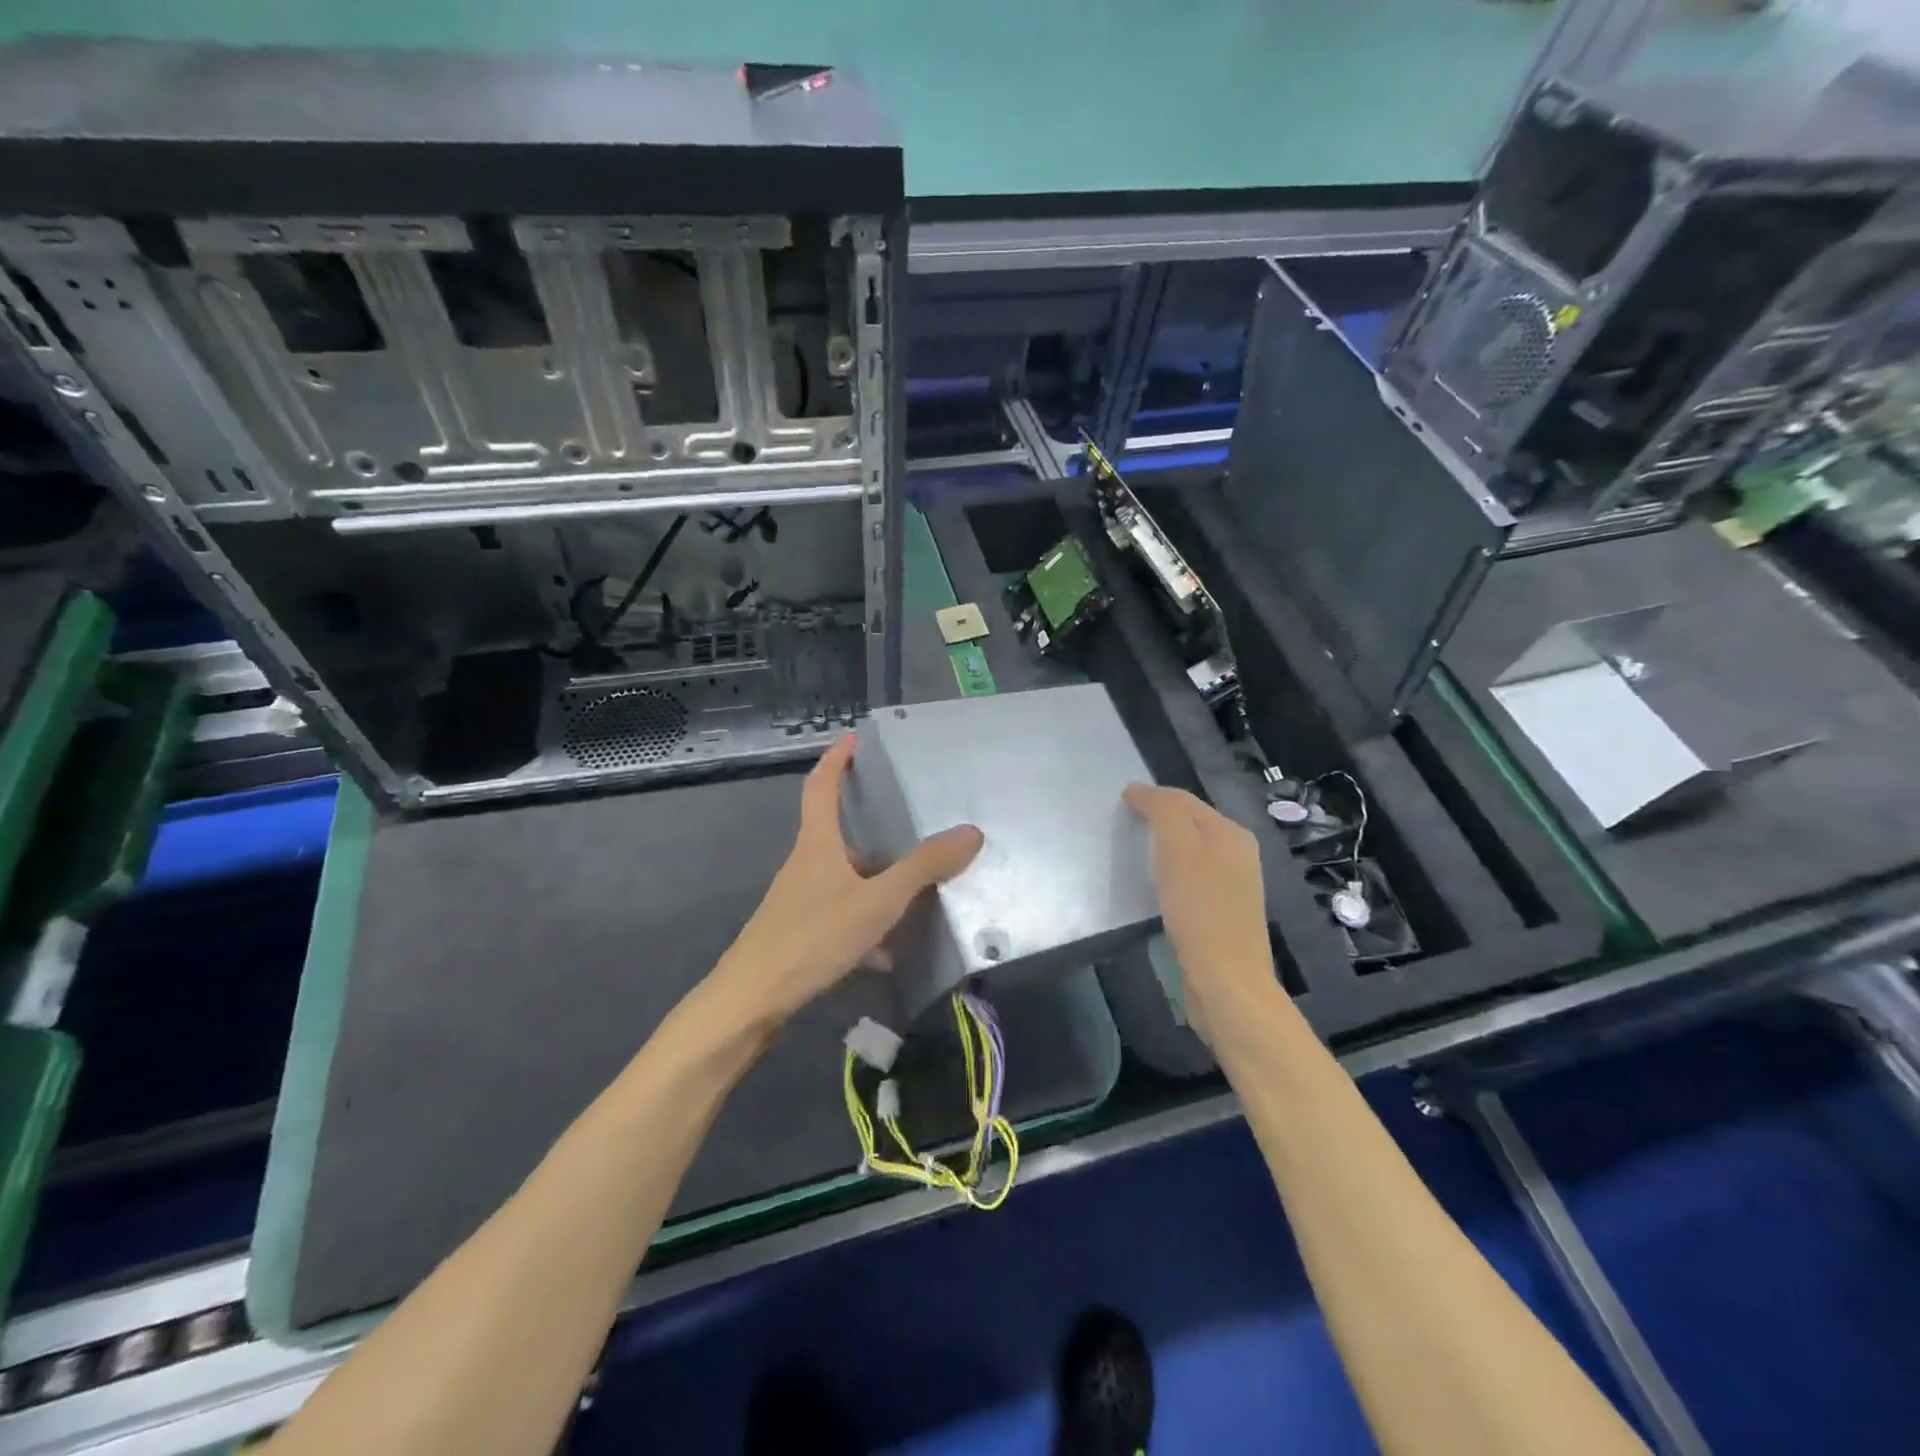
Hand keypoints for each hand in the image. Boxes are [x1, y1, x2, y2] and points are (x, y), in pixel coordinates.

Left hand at [712, 734, 983, 1023]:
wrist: (753, 1001)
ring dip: (877, 887)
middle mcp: (806, 865)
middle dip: (874, 833)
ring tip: (916, 898)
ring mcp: (800, 901)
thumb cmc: (813, 937)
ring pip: (846, 882)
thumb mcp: (878, 901)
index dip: (837, 758)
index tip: (854, 738)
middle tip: (912, 831)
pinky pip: (842, 918)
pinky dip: (867, 927)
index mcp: (817, 843)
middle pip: (840, 836)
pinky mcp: (800, 934)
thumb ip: (924, 867)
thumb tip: (971, 832)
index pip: (822, 786)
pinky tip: (888, 953)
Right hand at [1124, 783, 1279, 1048]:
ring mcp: (1233, 886)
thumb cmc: (1199, 910)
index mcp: (1231, 833)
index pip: (1185, 800)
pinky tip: (1154, 886)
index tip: (1120, 799)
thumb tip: (1140, 789)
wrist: (1225, 981)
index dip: (1152, 796)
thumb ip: (1163, 811)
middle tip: (1123, 822)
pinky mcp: (1222, 914)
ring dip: (1164, 847)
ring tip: (1133, 850)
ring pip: (1192, 852)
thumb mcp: (1178, 848)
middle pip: (1191, 824)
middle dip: (1159, 818)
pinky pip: (1191, 879)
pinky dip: (1170, 873)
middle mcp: (1238, 854)